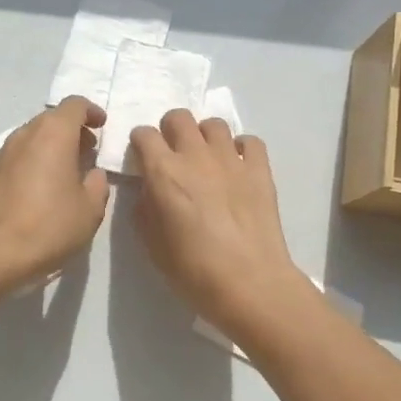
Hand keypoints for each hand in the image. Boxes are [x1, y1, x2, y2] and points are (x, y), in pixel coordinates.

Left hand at [0, 97, 110, 289]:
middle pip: (50, 119)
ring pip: (29, 138)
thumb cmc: (50, 226)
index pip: (74, 105)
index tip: (101, 126)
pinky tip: (32, 192)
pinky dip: (28, 165)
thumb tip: (91, 174)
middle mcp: (24, 135)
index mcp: (53, 135)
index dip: (91, 112)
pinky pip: (12, 159)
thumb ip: (97, 184)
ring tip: (60, 173)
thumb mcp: (91, 209)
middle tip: (85, 152)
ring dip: (48, 147)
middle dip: (70, 130)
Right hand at [129, 110, 309, 334]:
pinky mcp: (260, 169)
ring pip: (214, 124)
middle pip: (179, 117)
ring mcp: (231, 159)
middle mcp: (196, 155)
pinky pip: (250, 141)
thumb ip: (145, 207)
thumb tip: (150, 190)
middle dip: (170, 130)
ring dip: (205, 136)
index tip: (142, 158)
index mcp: (164, 172)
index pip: (144, 134)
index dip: (140, 143)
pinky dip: (241, 148)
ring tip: (206, 158)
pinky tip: (238, 167)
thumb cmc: (193, 270)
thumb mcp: (151, 243)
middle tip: (173, 153)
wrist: (249, 283)